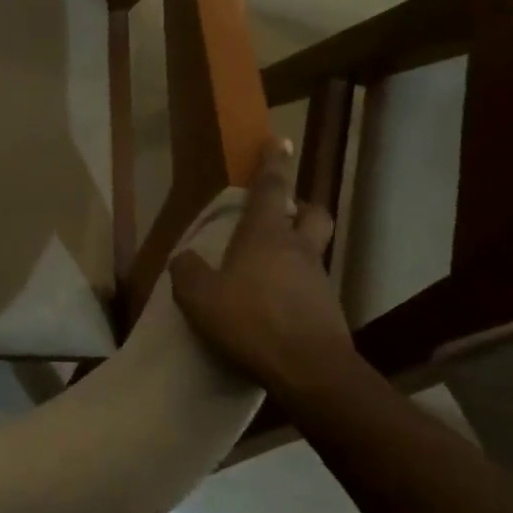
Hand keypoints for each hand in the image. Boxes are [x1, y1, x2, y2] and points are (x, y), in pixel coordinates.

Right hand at [169, 138, 356, 396]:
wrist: (310, 371)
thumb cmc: (251, 322)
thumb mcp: (200, 298)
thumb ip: (187, 272)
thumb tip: (183, 259)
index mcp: (266, 237)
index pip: (271, 188)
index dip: (273, 163)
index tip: (278, 141)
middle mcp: (298, 250)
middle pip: (312, 213)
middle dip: (299, 206)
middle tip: (282, 213)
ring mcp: (318, 280)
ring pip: (312, 251)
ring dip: (295, 252)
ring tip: (264, 273)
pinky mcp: (328, 310)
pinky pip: (310, 287)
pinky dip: (294, 288)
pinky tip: (273, 309)